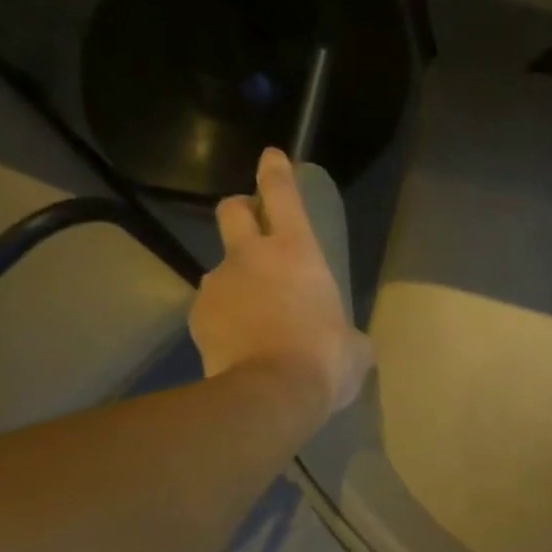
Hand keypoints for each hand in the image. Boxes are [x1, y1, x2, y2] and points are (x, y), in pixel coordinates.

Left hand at [188, 148, 373, 412]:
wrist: (270, 395)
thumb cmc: (324, 361)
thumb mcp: (354, 349)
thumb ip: (347, 333)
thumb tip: (347, 342)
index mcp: (297, 253)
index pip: (282, 194)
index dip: (276, 172)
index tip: (271, 157)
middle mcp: (251, 256)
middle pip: (233, 210)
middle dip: (241, 211)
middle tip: (253, 230)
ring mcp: (217, 284)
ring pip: (221, 268)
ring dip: (236, 282)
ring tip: (253, 318)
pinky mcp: (197, 316)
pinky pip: (211, 310)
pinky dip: (224, 320)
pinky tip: (240, 345)